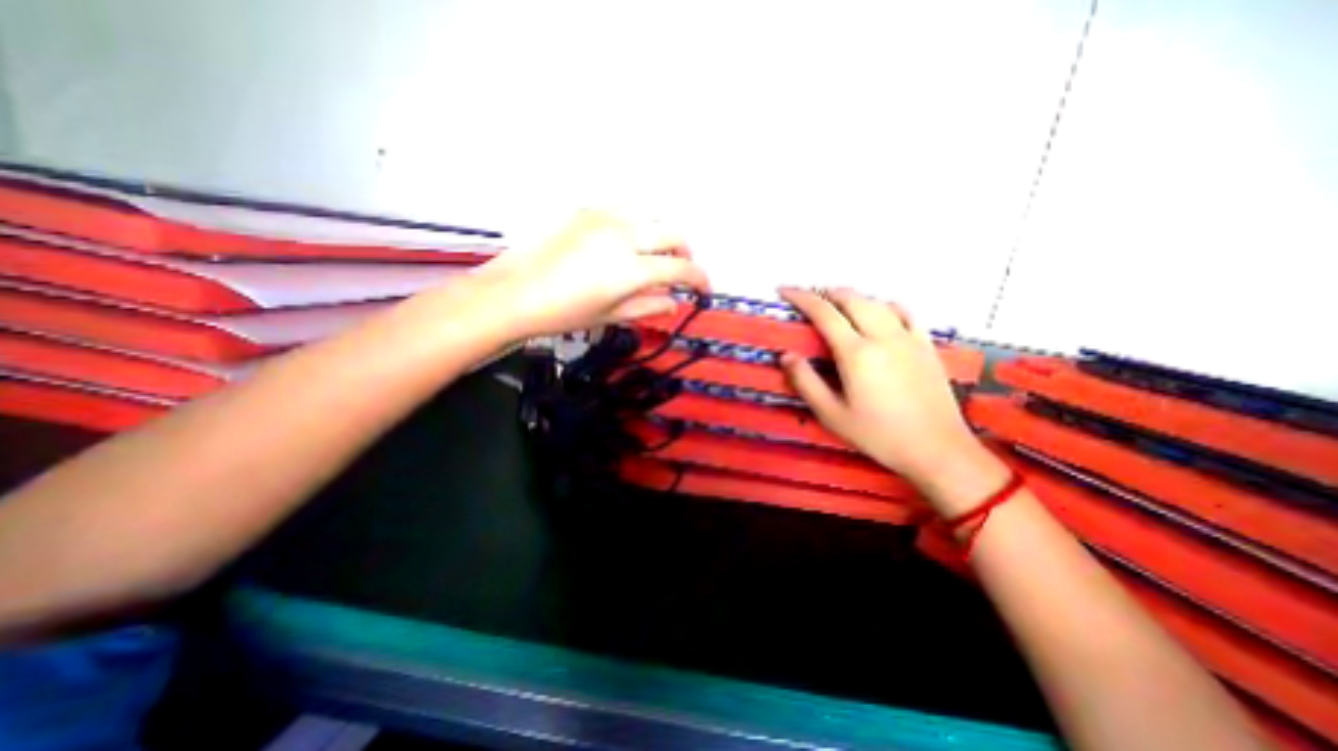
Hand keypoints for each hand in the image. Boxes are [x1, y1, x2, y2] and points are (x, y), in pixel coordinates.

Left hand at [476, 211, 714, 338]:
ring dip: (662, 237)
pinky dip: (637, 225)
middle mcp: (623, 235)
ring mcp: (603, 218)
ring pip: (651, 217)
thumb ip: (648, 307)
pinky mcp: (585, 210)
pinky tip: (627, 242)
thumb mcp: (610, 316)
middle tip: (681, 272)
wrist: (513, 293)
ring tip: (655, 256)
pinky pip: (625, 211)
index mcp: (630, 269)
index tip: (703, 289)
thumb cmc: (562, 313)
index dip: (699, 280)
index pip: (680, 269)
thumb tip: (672, 302)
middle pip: (673, 234)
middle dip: (686, 254)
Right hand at [780, 289, 1007, 514]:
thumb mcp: (832, 414)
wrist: (937, 448)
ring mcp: (908, 338)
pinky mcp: (926, 345)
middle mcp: (882, 336)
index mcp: (857, 353)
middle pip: (851, 299)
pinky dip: (884, 305)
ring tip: (836, 304)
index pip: (824, 312)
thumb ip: (806, 382)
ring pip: (876, 301)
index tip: (784, 290)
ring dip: (852, 297)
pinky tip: (878, 312)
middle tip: (807, 298)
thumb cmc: (879, 435)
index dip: (801, 297)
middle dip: (825, 293)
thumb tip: (786, 355)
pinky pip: (904, 312)